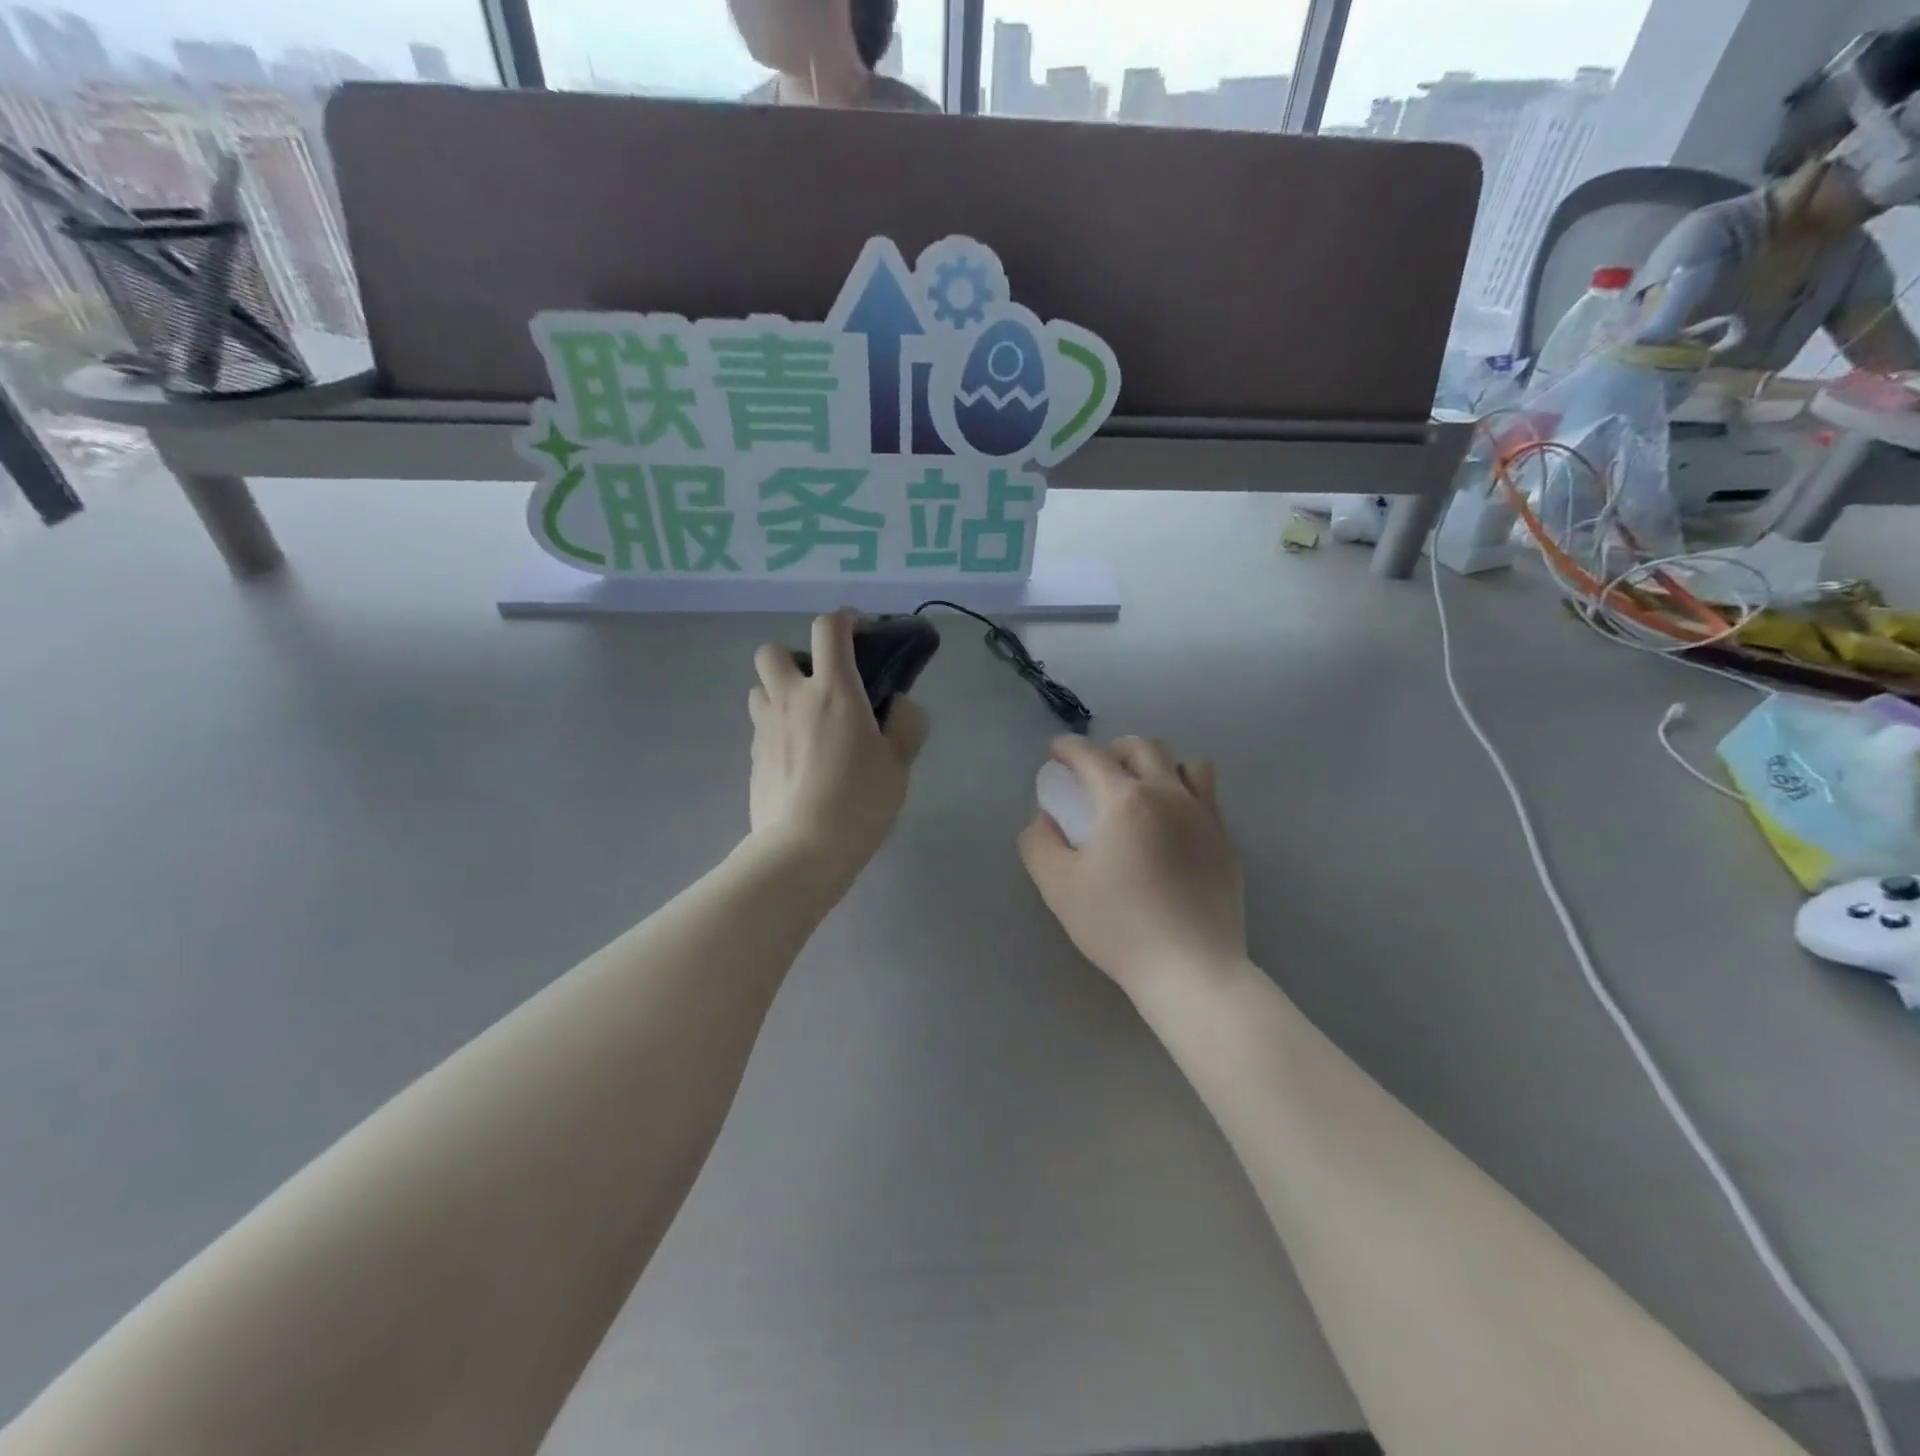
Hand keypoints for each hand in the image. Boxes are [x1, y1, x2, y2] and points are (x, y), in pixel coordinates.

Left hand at [748, 612, 928, 876]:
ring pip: (759, 687)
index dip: (845, 620)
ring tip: (806, 720)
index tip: (861, 635)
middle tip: (821, 686)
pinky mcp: (753, 757)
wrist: (803, 850)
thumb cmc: (859, 802)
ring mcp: (766, 728)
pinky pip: (761, 726)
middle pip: (772, 651)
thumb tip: (899, 705)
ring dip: (779, 692)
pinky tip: (798, 757)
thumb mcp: (900, 764)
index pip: (828, 628)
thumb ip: (906, 724)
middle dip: (795, 657)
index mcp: (833, 691)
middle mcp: (792, 699)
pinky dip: (777, 728)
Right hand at [1018, 736, 1245, 997]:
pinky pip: (1207, 794)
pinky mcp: (1226, 840)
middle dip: (1113, 749)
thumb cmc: (1119, 926)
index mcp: (1125, 800)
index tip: (1056, 751)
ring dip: (1157, 764)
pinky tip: (1172, 821)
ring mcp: (1204, 815)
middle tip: (1095, 771)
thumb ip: (1040, 843)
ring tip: (1142, 788)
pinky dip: (1185, 790)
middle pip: (1143, 747)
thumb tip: (1043, 817)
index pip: (1092, 756)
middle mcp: (1169, 794)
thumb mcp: (1058, 887)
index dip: (1069, 747)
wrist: (1191, 968)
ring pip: (1185, 763)